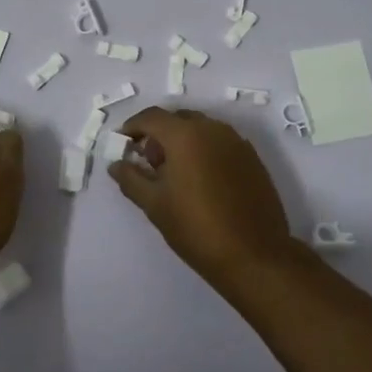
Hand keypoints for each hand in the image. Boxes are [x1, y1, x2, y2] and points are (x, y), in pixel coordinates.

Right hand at [111, 106, 303, 290]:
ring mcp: (236, 142)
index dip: (133, 127)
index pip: (152, 117)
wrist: (254, 255)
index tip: (123, 144)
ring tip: (174, 174)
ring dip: (182, 141)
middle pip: (177, 119)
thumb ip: (131, 178)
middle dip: (158, 134)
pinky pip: (220, 143)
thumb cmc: (196, 228)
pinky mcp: (252, 158)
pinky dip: (204, 150)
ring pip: (201, 129)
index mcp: (185, 135)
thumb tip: (116, 164)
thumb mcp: (154, 205)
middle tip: (148, 162)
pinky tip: (200, 180)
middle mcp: (212, 129)